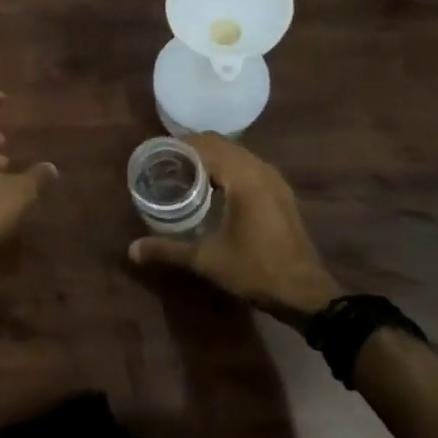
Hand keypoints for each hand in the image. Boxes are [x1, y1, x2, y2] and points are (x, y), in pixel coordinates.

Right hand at [128, 133, 343, 327]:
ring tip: (186, 173)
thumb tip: (132, 250)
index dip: (179, 146)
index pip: (205, 145)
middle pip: (221, 144)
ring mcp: (274, 180)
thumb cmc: (255, 270)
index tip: (157, 155)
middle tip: (166, 164)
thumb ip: (167, 249)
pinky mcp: (281, 192)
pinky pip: (249, 166)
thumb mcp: (206, 260)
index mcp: (243, 177)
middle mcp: (260, 169)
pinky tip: (215, 189)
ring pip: (237, 153)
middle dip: (193, 149)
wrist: (305, 293)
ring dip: (212, 157)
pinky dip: (229, 167)